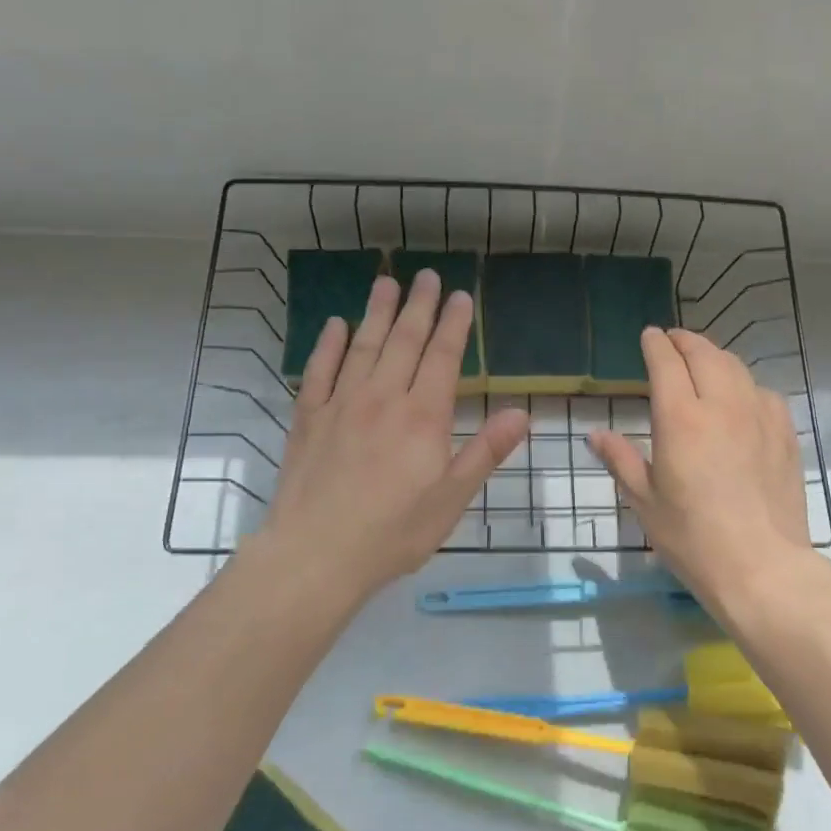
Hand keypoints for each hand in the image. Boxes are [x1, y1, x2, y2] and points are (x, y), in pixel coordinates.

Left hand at [255, 270, 528, 609]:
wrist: (316, 554)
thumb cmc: (394, 532)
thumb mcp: (452, 499)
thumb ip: (485, 451)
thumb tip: (521, 413)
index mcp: (422, 416)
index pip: (442, 357)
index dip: (454, 324)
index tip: (460, 296)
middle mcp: (382, 398)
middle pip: (403, 341)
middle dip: (418, 306)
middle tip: (426, 275)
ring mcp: (340, 404)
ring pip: (362, 346)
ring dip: (376, 312)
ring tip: (386, 282)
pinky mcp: (308, 418)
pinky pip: (319, 370)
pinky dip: (328, 345)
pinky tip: (335, 325)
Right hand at [588, 328, 810, 611]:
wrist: (761, 566)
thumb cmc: (692, 538)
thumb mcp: (644, 501)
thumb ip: (621, 460)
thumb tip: (596, 434)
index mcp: (681, 419)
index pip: (667, 363)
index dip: (656, 345)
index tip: (649, 336)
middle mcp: (721, 405)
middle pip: (704, 355)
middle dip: (685, 341)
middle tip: (673, 341)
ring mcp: (759, 416)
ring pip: (736, 367)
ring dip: (715, 356)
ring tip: (704, 360)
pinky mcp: (785, 434)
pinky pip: (763, 392)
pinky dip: (745, 383)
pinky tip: (741, 397)